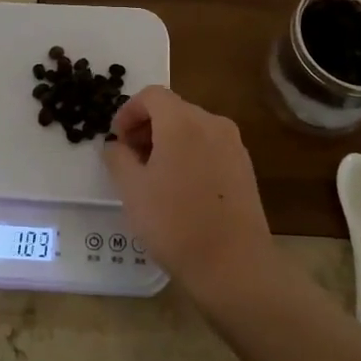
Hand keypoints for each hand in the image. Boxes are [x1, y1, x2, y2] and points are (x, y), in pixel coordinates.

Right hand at [102, 86, 276, 313]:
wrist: (233, 265)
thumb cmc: (174, 223)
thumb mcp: (132, 190)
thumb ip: (117, 158)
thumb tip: (116, 146)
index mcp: (183, 122)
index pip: (152, 95)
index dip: (128, 112)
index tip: (117, 140)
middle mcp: (213, 124)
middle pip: (174, 109)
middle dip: (147, 127)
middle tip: (129, 159)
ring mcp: (234, 145)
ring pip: (193, 129)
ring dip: (168, 141)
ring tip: (153, 177)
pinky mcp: (245, 168)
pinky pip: (210, 147)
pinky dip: (190, 154)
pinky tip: (180, 189)